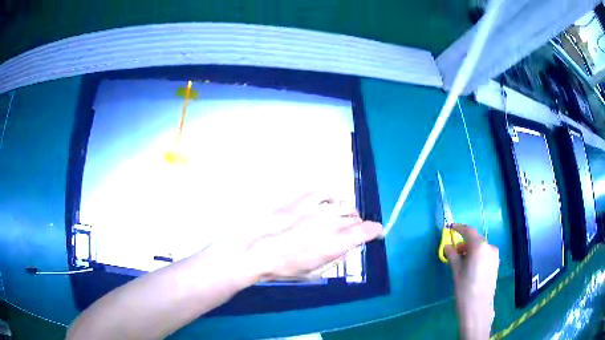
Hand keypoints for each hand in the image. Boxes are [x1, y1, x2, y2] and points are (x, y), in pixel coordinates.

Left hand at [241, 192, 382, 280]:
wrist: (257, 251)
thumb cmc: (285, 269)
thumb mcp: (314, 272)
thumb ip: (335, 258)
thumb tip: (345, 248)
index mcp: (335, 244)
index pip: (365, 232)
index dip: (374, 230)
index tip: (376, 231)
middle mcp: (330, 224)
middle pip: (355, 218)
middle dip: (358, 224)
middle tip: (353, 230)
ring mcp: (316, 209)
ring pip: (343, 205)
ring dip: (346, 212)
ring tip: (340, 217)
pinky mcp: (302, 200)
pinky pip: (324, 192)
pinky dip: (330, 197)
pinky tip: (328, 202)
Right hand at [445, 224, 498, 339]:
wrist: (478, 307)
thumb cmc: (465, 289)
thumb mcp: (456, 271)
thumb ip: (452, 255)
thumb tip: (447, 246)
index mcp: (479, 246)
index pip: (469, 231)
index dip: (459, 228)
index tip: (451, 227)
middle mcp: (489, 247)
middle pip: (475, 240)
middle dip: (464, 244)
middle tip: (453, 253)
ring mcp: (495, 255)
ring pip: (481, 248)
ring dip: (471, 251)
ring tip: (461, 263)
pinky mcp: (496, 264)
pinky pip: (485, 254)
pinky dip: (477, 256)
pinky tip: (470, 268)